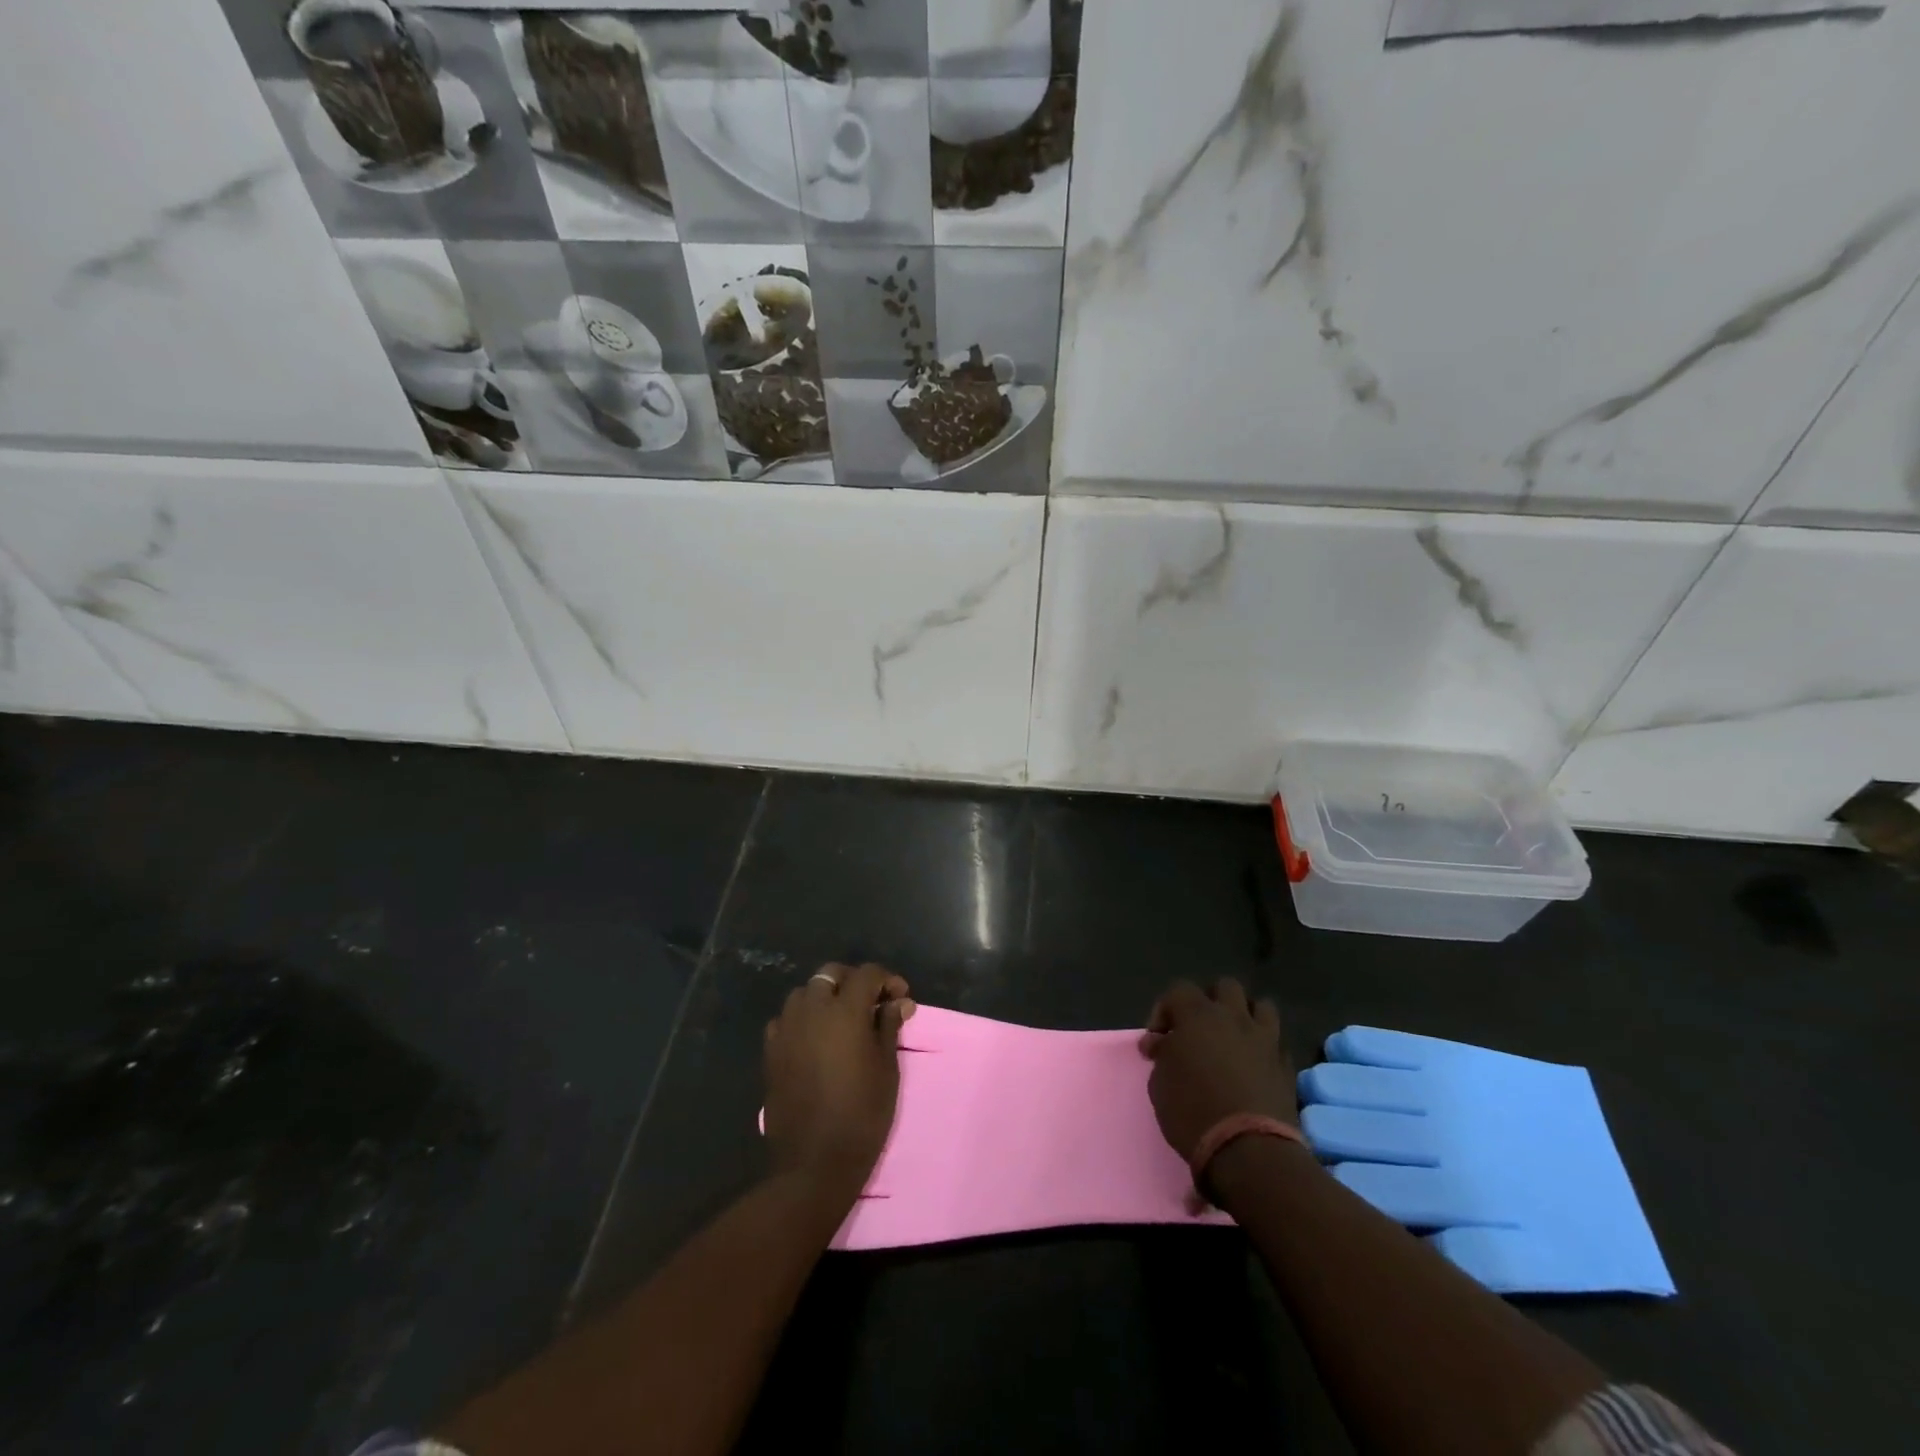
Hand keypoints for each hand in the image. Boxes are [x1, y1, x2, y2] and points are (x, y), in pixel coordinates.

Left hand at [763, 963, 915, 1201]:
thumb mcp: (887, 1069)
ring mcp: (787, 1029)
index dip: (887, 980)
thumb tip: (898, 1002)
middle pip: (831, 974)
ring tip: (842, 1020)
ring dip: (825, 997)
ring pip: (805, 993)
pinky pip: (786, 1019)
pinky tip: (814, 1040)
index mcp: (844, 1011)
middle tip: (872, 1004)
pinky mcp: (771, 1051)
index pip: (867, 974)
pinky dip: (802, 1019)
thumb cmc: (862, 1115)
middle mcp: (812, 1010)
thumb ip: (889, 1027)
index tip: (900, 998)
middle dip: (853, 981)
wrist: (814, 1164)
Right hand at [1139, 979, 1296, 1162]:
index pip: (1178, 990)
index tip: (1157, 1041)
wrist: (1248, 1151)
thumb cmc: (1192, 1111)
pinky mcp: (1287, 1066)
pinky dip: (1264, 1048)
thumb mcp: (1159, 1083)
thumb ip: (1162, 1054)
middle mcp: (1234, 1017)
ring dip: (1245, 1016)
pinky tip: (1254, 1067)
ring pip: (1261, 1006)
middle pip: (1225, 986)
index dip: (1164, 1010)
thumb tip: (1163, 1043)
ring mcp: (1265, 1040)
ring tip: (1233, 1039)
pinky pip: (1276, 1043)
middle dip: (1210, 1000)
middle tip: (1198, 1028)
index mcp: (1198, 1015)